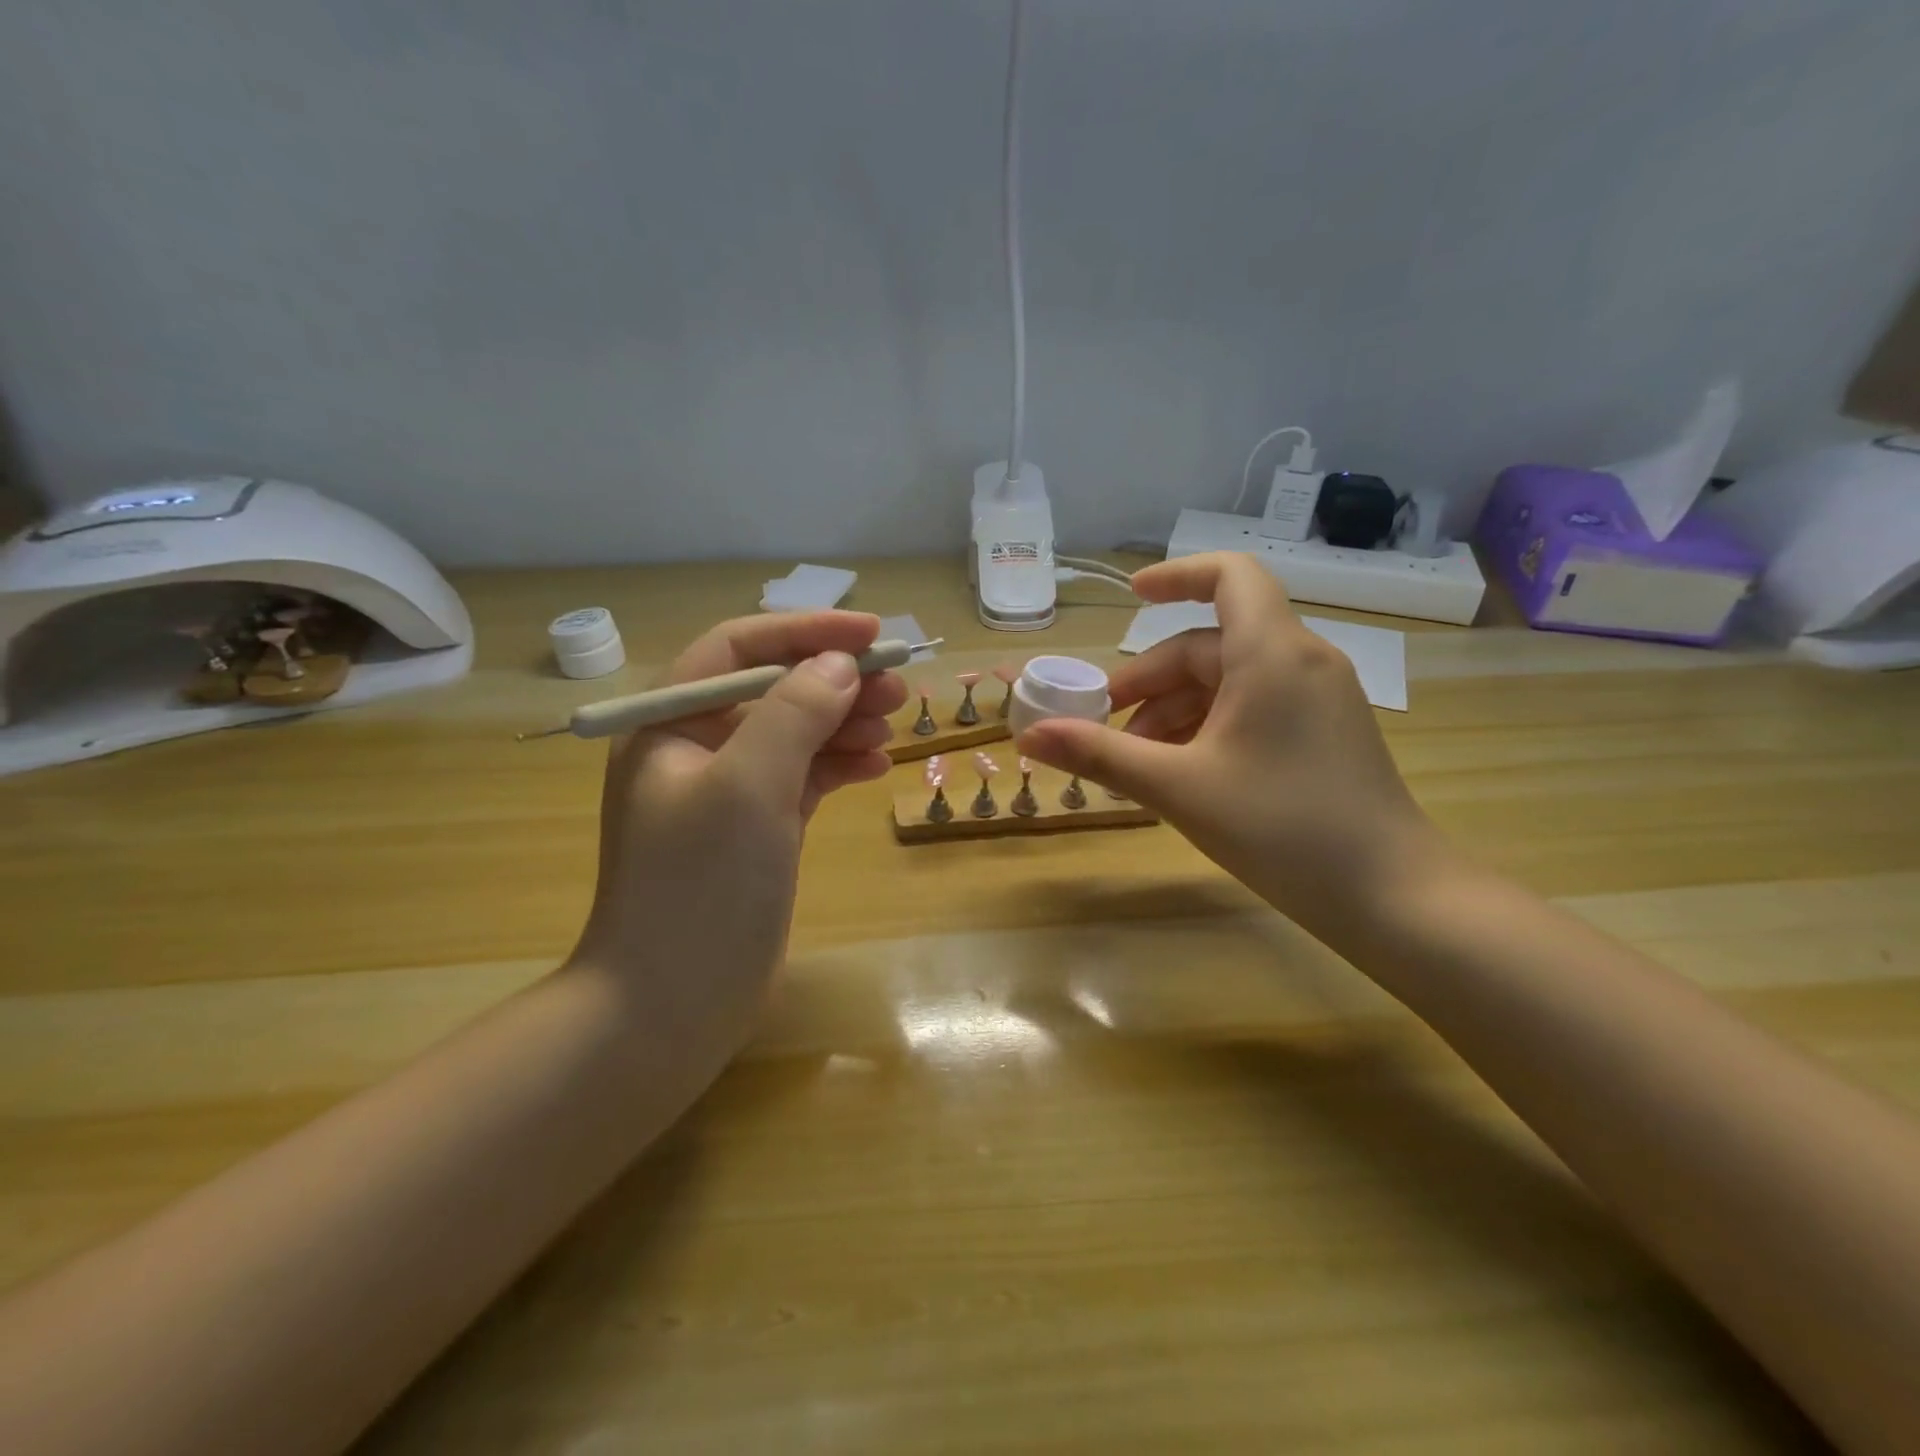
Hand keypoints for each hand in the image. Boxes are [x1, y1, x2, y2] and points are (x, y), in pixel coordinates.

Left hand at [567, 611, 906, 1072]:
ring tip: (895, 724)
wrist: (672, 1006)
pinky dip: (839, 766)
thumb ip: (793, 713)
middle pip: (775, 690)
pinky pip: (805, 778)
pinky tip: (877, 766)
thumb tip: (838, 664)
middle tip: (899, 685)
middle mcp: (696, 749)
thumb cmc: (700, 886)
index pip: (739, 649)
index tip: (871, 633)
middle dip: (836, 681)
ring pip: (796, 734)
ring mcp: (729, 792)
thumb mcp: (747, 786)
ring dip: (845, 722)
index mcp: (669, 724)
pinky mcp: (758, 830)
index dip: (805, 632)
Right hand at [1016, 552, 1445, 939]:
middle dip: (1151, 680)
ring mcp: (1318, 698)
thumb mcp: (1178, 788)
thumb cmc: (1282, 829)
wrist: (1392, 896)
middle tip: (1104, 726)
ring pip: (1229, 681)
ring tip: (1137, 762)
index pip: (1229, 575)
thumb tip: (1029, 735)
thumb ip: (1100, 754)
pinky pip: (1254, 708)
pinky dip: (1209, 727)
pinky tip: (1181, 774)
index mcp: (1271, 653)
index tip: (1129, 598)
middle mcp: (1301, 661)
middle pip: (1210, 643)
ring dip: (1175, 711)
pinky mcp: (1324, 732)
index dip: (1176, 575)